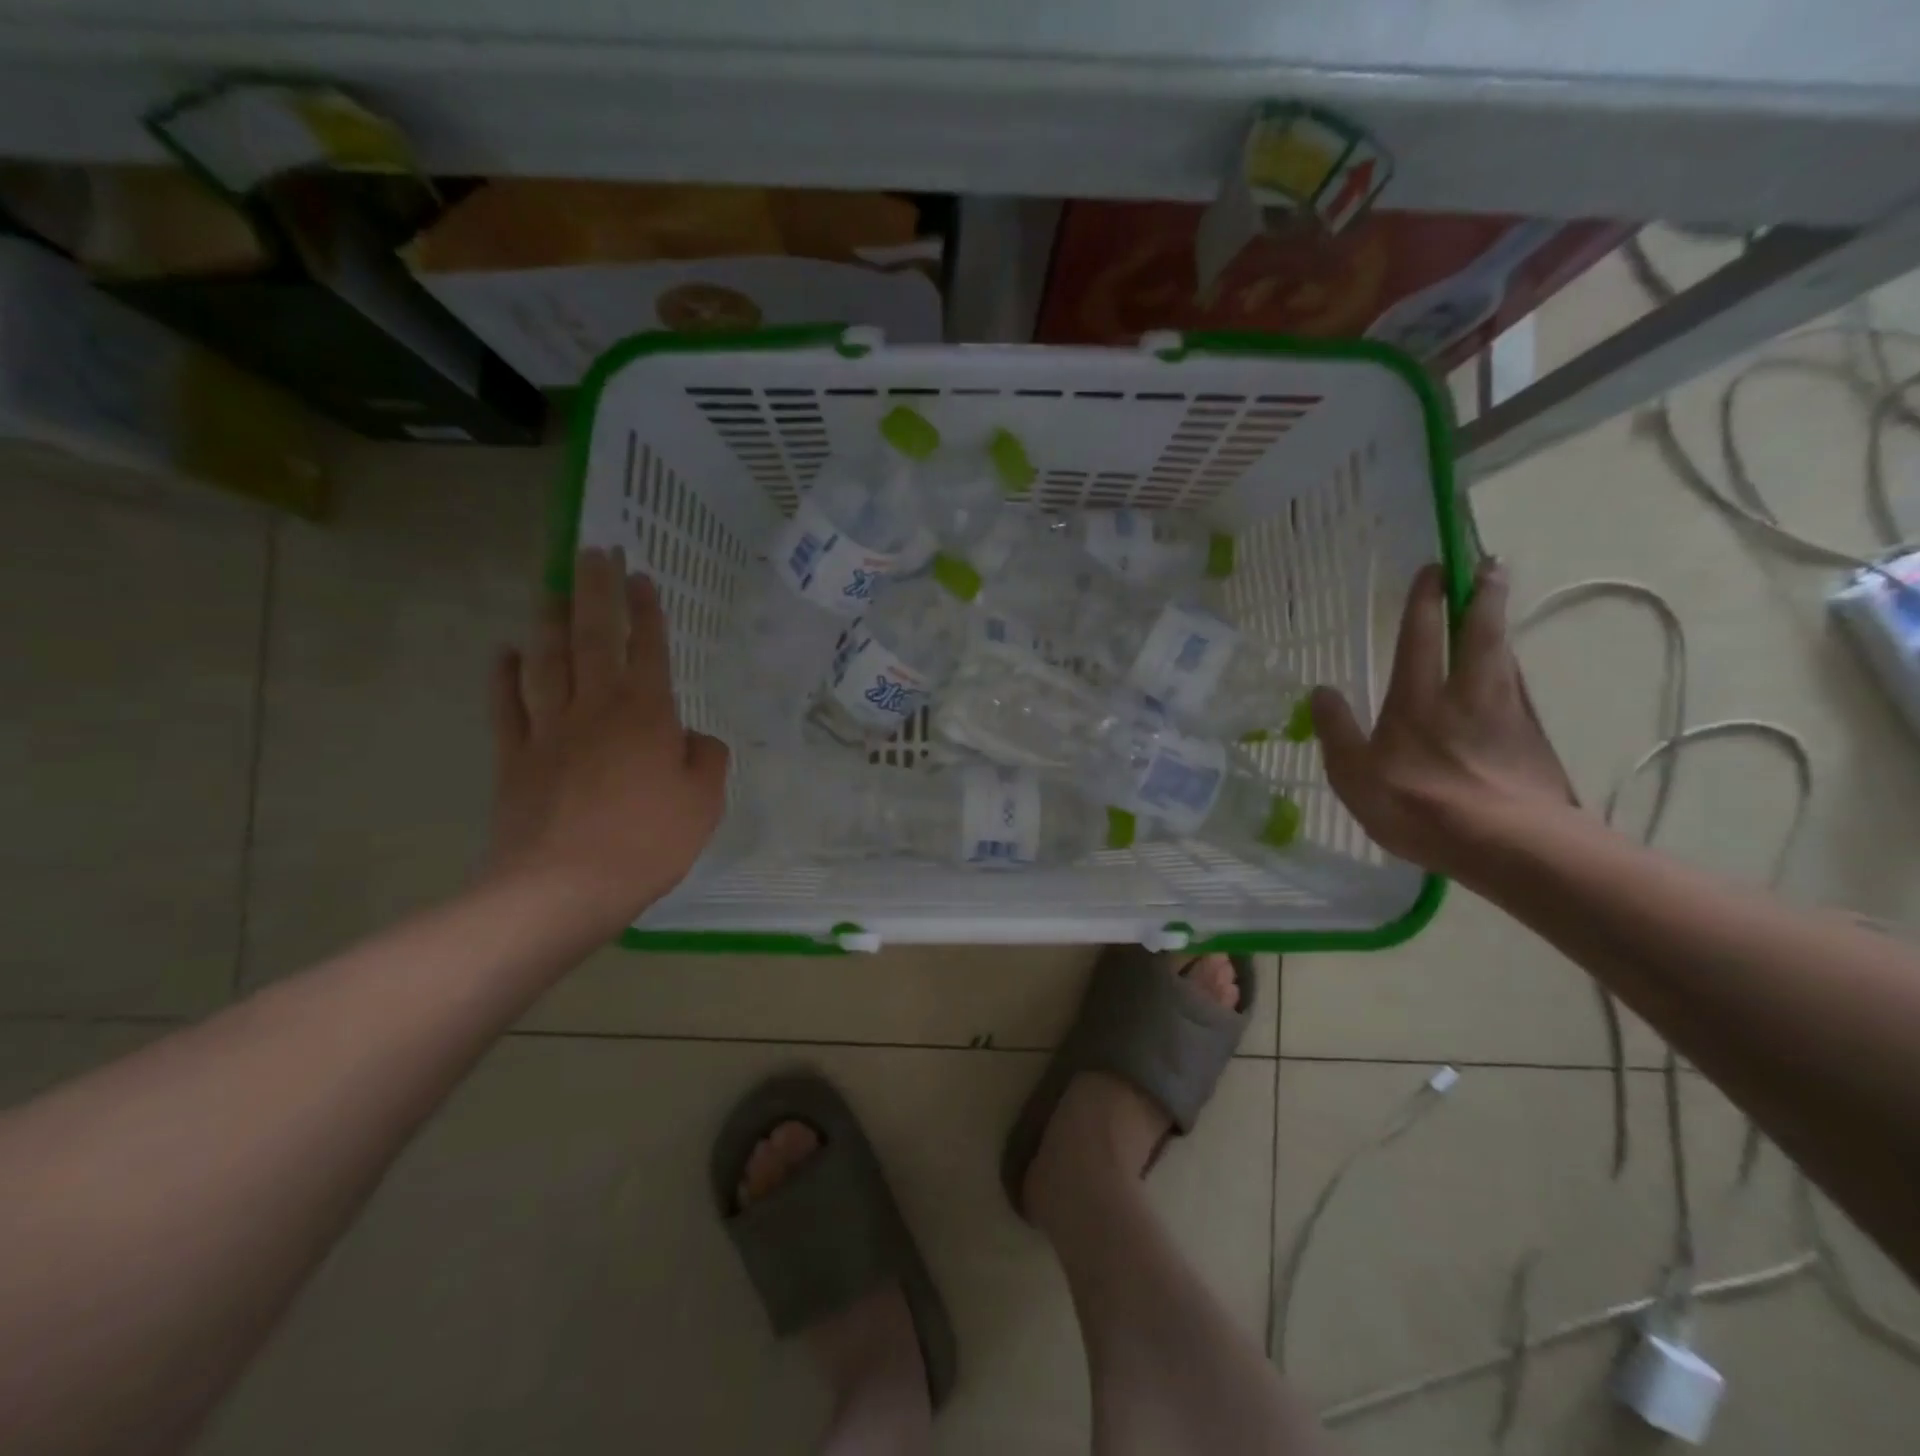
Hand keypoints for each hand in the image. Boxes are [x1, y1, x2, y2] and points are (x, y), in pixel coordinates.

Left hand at [486, 548, 729, 934]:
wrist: (564, 886)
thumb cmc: (649, 842)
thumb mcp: (704, 803)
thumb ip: (707, 760)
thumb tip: (694, 739)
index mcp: (647, 715)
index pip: (649, 649)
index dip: (647, 611)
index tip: (641, 576)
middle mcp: (596, 708)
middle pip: (594, 637)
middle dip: (596, 590)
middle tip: (593, 551)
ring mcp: (549, 729)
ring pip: (547, 660)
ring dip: (550, 620)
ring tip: (552, 588)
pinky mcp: (514, 756)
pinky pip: (507, 705)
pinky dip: (505, 674)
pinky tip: (507, 652)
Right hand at [1310, 559, 1576, 880]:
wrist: (1508, 845)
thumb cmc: (1418, 806)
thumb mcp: (1353, 775)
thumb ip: (1336, 730)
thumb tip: (1319, 691)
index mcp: (1418, 700)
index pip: (1420, 636)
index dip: (1425, 601)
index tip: (1434, 568)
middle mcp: (1466, 695)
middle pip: (1479, 634)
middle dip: (1482, 596)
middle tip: (1492, 565)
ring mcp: (1507, 716)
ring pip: (1506, 658)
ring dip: (1501, 628)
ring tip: (1500, 610)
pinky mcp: (1533, 742)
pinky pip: (1521, 693)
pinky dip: (1515, 673)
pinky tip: (1514, 678)